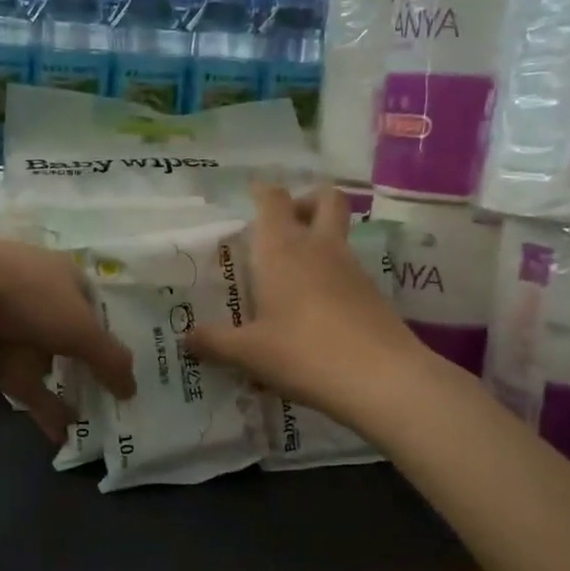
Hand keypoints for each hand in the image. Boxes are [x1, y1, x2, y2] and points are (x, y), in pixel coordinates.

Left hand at [0, 233, 135, 441]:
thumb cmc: (30, 296)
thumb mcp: (83, 327)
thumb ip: (110, 360)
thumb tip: (133, 390)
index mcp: (67, 278)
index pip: (99, 310)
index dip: (115, 337)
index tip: (134, 368)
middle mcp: (44, 301)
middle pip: (75, 341)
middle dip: (94, 371)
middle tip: (121, 403)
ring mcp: (16, 332)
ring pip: (51, 368)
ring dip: (70, 395)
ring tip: (98, 427)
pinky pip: (27, 389)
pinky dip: (44, 410)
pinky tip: (64, 437)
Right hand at [184, 185, 431, 430]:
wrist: (382, 378)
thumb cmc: (304, 353)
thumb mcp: (249, 353)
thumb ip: (216, 342)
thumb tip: (187, 339)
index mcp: (282, 250)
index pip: (273, 200)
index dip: (262, 192)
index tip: (251, 194)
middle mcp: (319, 249)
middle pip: (325, 199)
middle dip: (306, 201)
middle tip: (285, 226)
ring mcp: (352, 269)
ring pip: (338, 235)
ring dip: (319, 242)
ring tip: (291, 279)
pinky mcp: (372, 295)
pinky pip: (348, 270)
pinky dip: (331, 278)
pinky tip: (314, 313)